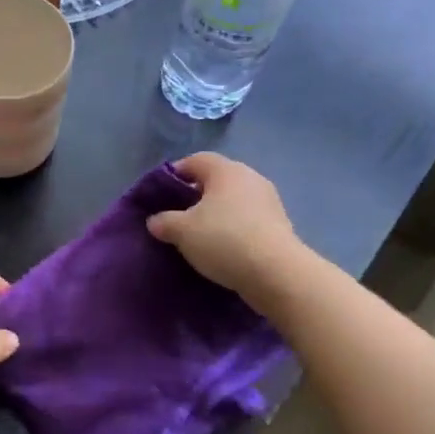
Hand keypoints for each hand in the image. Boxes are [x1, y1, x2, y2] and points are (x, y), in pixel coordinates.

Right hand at [147, 153, 303, 311]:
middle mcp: (250, 178)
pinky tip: (222, 248)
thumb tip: (155, 221)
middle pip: (215, 180)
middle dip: (194, 196)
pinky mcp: (279, 224)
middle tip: (177, 217)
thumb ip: (163, 222)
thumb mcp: (181, 231)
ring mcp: (268, 201)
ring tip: (198, 236)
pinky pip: (247, 219)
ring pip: (232, 201)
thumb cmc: (223, 240)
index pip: (194, 161)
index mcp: (226, 170)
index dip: (174, 174)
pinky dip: (232, 229)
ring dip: (215, 214)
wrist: (276, 273)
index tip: (160, 196)